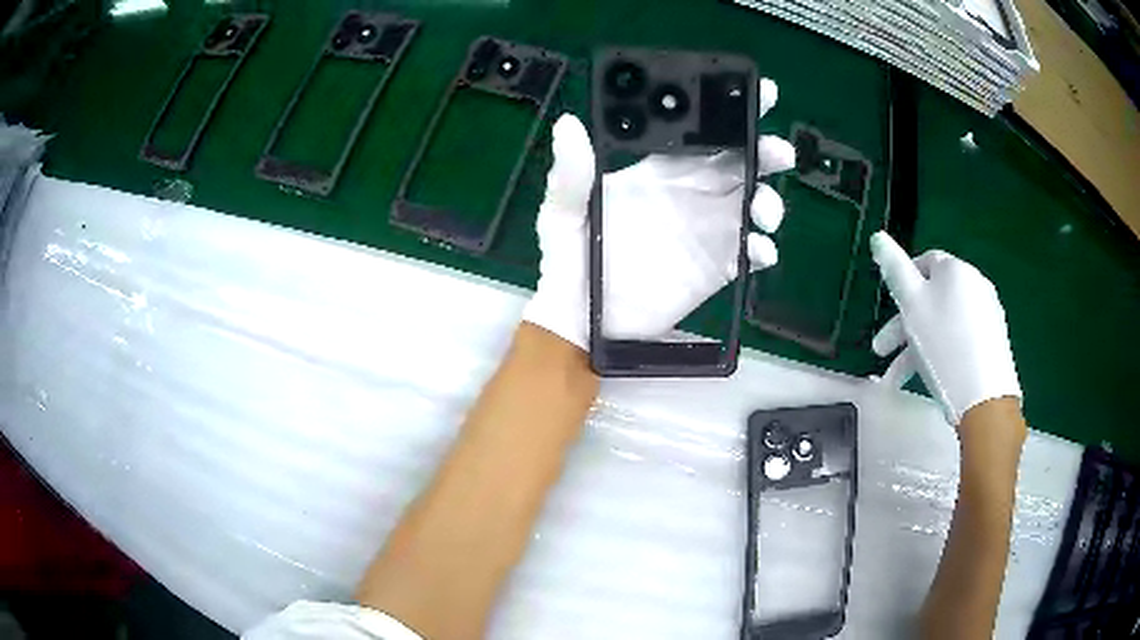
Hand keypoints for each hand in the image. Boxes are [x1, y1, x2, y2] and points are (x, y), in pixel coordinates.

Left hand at [523, 79, 796, 349]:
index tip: (755, 97)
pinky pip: (748, 254)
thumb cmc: (567, 261)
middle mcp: (690, 195)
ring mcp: (707, 232)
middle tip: (779, 151)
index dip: (727, 112)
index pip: (699, 134)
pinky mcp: (716, 268)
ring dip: (768, 202)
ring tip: (763, 210)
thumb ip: (570, 174)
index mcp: (658, 172)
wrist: (580, 321)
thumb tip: (568, 124)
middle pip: (738, 164)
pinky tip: (759, 251)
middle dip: (764, 152)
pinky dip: (761, 250)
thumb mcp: (561, 214)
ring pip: (751, 205)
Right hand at [870, 231, 1020, 424]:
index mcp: (955, 269)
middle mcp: (974, 284)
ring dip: (918, 346)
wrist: (983, 396)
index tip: (887, 311)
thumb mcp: (912, 304)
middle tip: (881, 352)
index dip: (902, 283)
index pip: (924, 263)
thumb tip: (878, 237)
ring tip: (898, 378)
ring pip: (944, 323)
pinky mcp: (993, 342)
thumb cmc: (943, 345)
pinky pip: (960, 339)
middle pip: (933, 298)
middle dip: (904, 325)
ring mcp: (987, 314)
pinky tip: (930, 376)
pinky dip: (941, 352)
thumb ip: (894, 269)